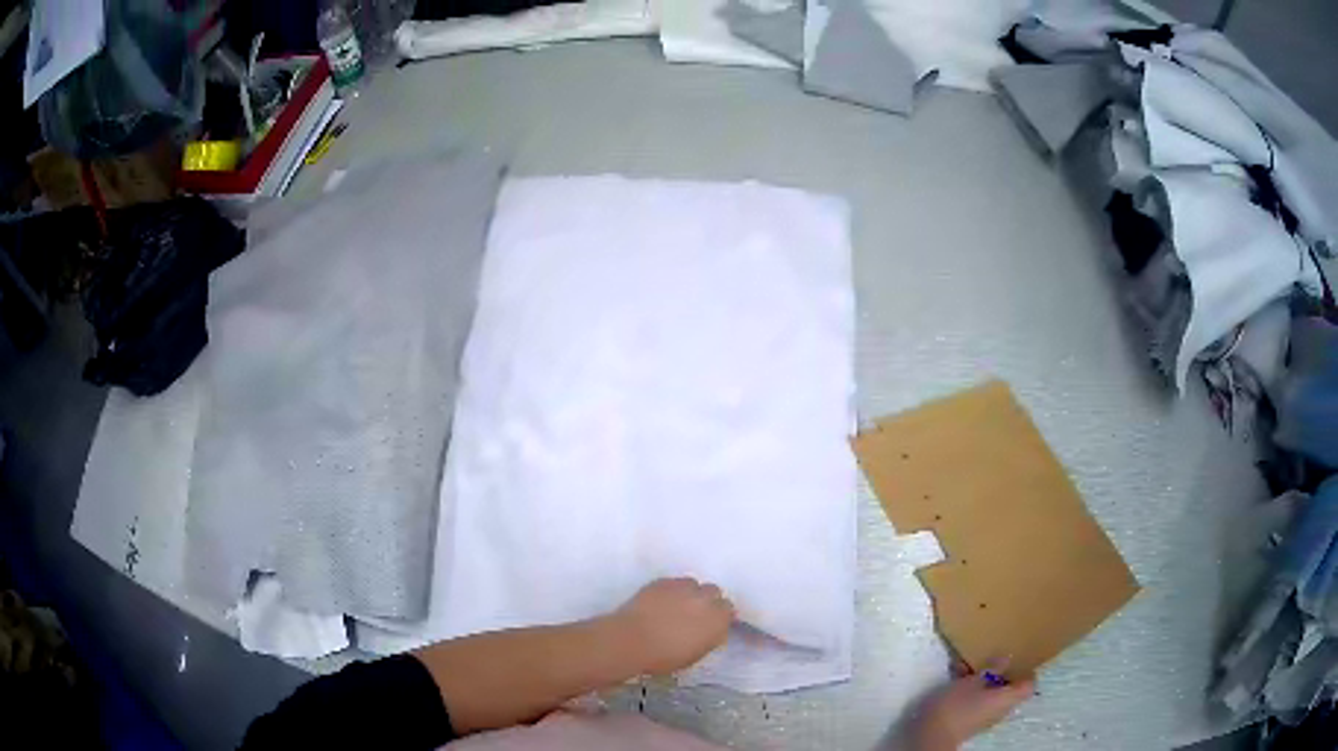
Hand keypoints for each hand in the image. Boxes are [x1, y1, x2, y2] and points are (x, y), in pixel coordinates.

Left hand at [608, 577, 734, 675]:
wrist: (632, 641)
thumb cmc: (665, 657)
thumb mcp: (696, 654)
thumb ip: (709, 637)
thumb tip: (709, 630)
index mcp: (718, 619)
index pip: (728, 610)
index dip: (719, 616)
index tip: (711, 623)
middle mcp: (705, 598)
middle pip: (714, 592)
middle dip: (708, 600)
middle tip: (695, 613)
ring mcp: (684, 587)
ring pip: (694, 584)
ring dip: (690, 593)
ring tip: (677, 605)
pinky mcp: (663, 581)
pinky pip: (674, 583)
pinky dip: (672, 591)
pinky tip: (661, 601)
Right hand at [914, 665, 1035, 750]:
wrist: (932, 734)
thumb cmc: (956, 705)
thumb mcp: (972, 681)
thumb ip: (991, 669)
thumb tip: (1007, 658)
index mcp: (1007, 698)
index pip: (1029, 686)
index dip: (1026, 672)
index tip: (1018, 660)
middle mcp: (1001, 709)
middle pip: (1010, 689)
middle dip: (1001, 674)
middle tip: (990, 660)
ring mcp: (986, 717)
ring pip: (993, 694)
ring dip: (984, 681)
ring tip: (967, 667)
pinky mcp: (971, 721)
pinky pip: (980, 701)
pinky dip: (973, 690)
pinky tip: (957, 680)